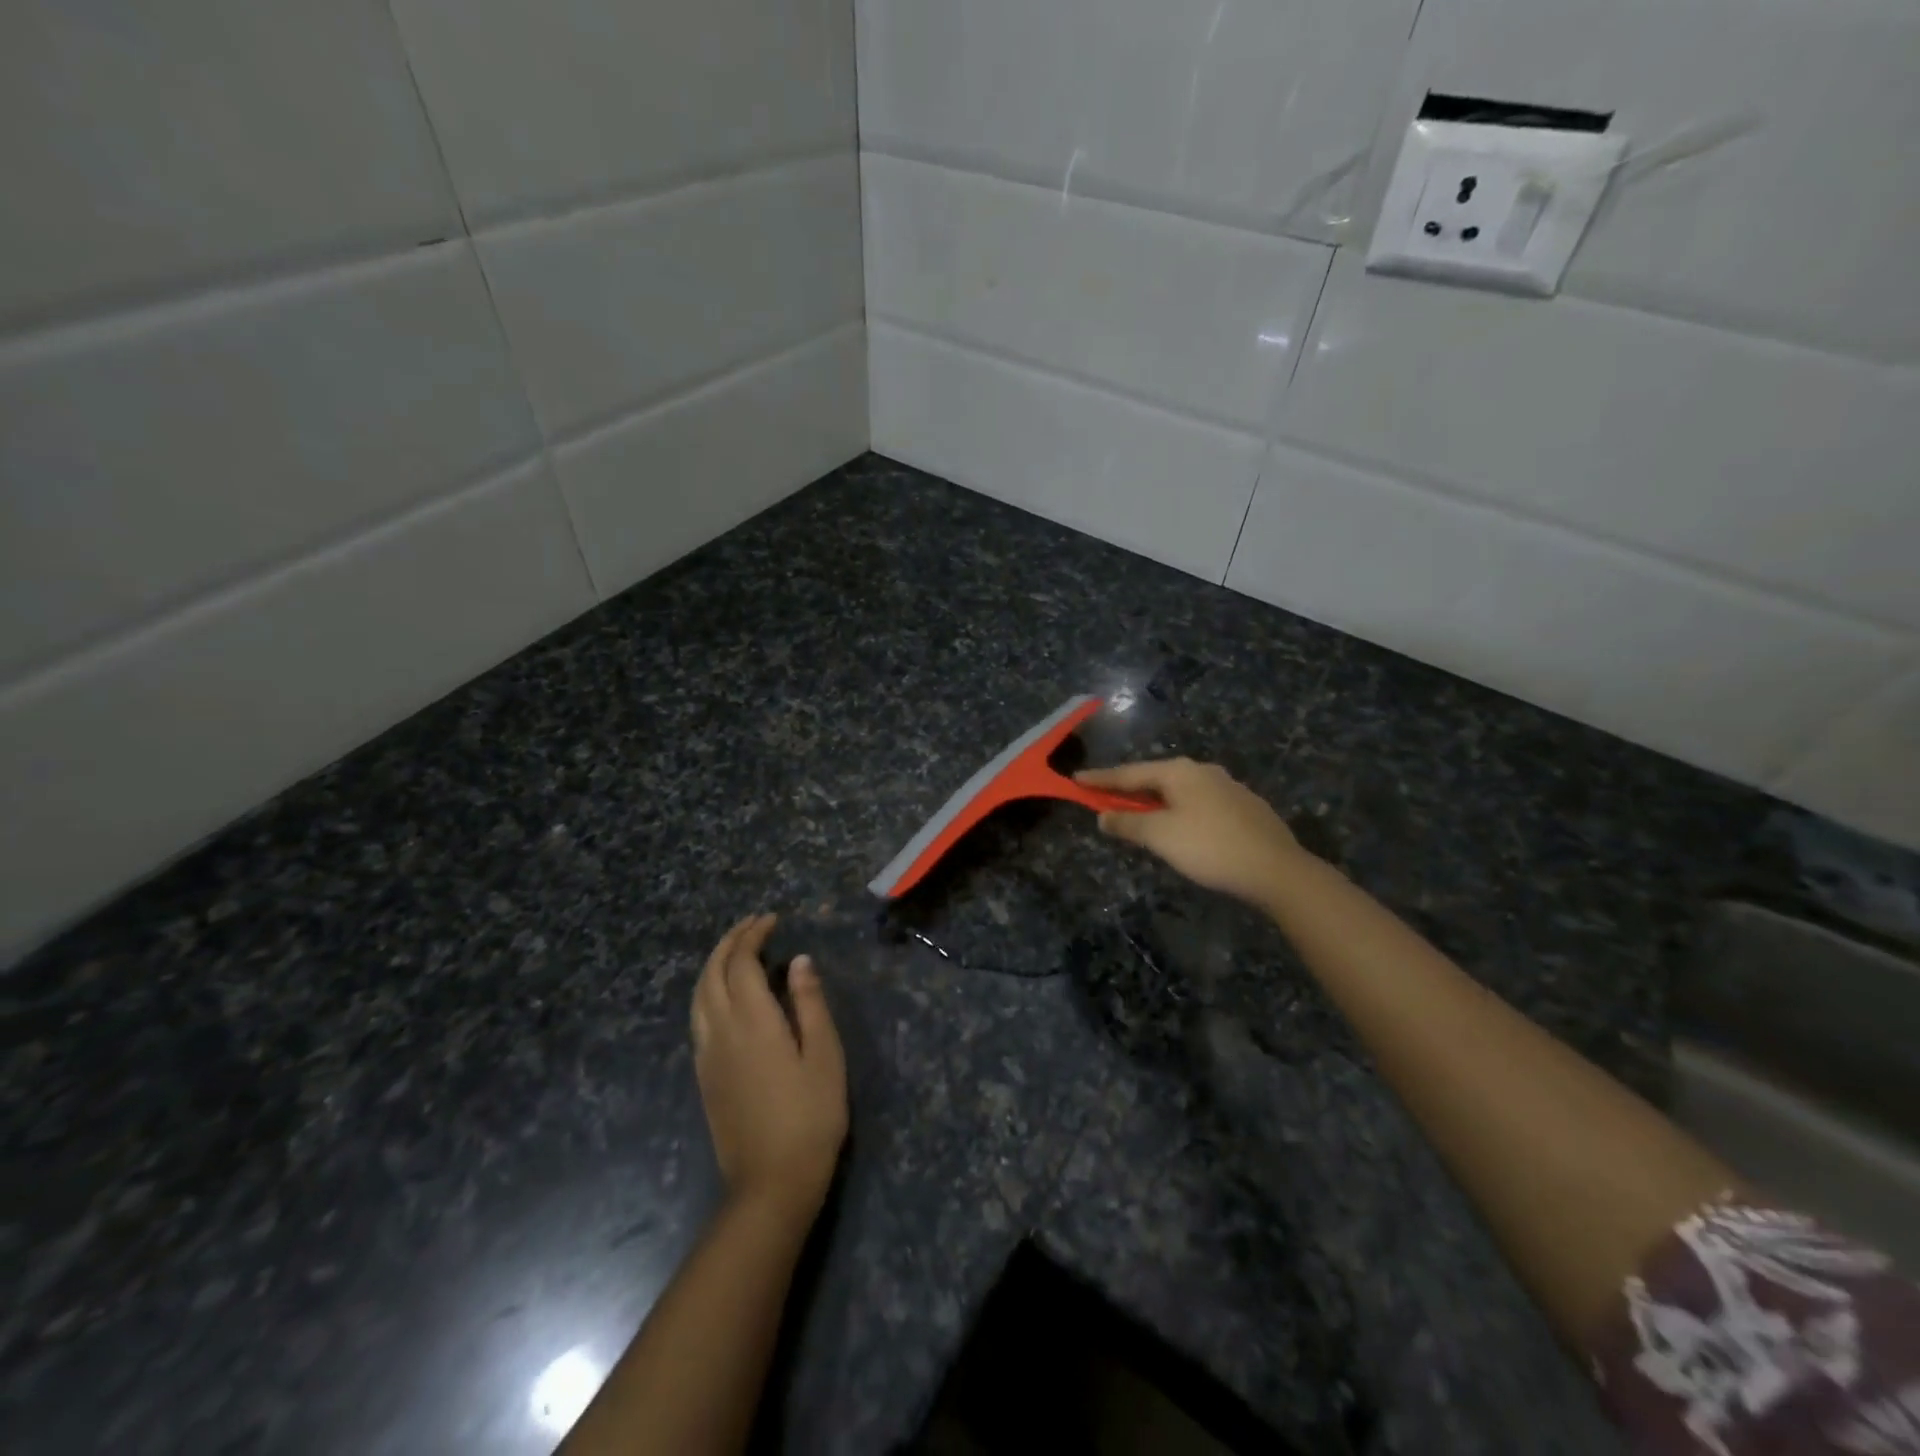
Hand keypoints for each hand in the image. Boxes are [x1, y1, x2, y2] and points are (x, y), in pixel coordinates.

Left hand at [690, 914, 847, 1223]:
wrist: (770, 1183)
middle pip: (712, 972)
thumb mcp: (824, 1055)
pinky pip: (697, 1017)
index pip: (741, 962)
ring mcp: (707, 1055)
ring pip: (698, 995)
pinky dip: (708, 990)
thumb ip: (810, 1003)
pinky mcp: (703, 1076)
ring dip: (714, 964)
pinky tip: (726, 995)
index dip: (753, 935)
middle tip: (753, 925)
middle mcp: (720, 1030)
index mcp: (752, 1021)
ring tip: (737, 951)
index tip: (771, 919)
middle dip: (729, 942)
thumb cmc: (810, 1116)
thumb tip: (799, 960)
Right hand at [1075, 758, 1308, 907]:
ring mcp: (1227, 788)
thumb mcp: (1160, 836)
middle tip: (1104, 799)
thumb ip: (1127, 824)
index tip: (1075, 780)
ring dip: (1154, 803)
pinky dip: (1178, 812)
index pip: (1129, 773)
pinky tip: (1179, 828)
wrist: (1277, 870)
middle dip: (1128, 790)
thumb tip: (1103, 816)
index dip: (1100, 779)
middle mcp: (1203, 771)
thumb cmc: (1210, 847)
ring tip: (1138, 817)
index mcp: (1179, 772)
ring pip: (1178, 792)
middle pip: (1154, 779)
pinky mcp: (1244, 808)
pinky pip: (1198, 804)